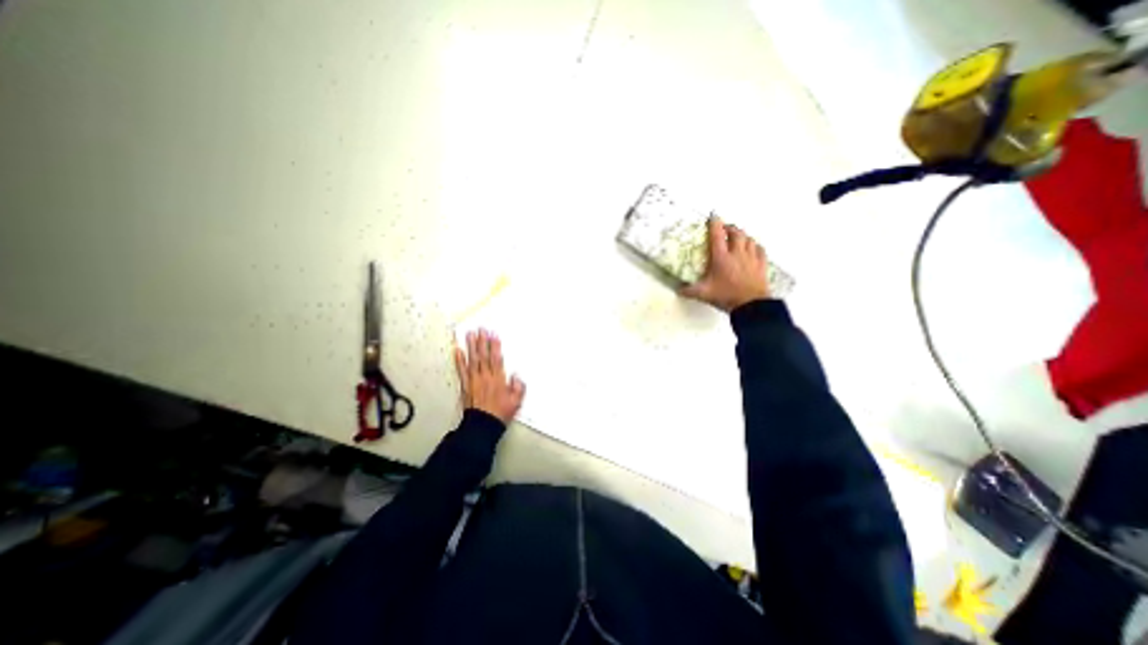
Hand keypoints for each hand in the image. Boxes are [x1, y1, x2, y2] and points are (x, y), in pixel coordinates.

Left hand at [457, 330, 528, 424]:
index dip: (494, 346)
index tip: (493, 334)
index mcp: (498, 379)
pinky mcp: (465, 385)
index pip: (496, 359)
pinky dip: (459, 360)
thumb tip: (516, 375)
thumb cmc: (501, 412)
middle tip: (480, 329)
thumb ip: (518, 387)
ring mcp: (474, 380)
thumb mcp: (516, 401)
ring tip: (469, 334)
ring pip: (472, 360)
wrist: (483, 425)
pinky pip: (461, 370)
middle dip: (482, 341)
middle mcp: (485, 376)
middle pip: (483, 356)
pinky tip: (457, 350)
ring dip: (471, 346)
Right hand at [676, 216, 765, 310]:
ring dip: (743, 235)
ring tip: (738, 237)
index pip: (717, 235)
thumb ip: (690, 291)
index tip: (713, 216)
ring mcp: (751, 258)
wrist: (751, 305)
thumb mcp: (704, 294)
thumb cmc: (726, 296)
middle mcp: (737, 253)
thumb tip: (678, 290)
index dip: (714, 223)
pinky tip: (752, 247)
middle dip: (730, 227)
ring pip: (749, 239)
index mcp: (721, 258)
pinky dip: (755, 245)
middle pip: (736, 233)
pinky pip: (760, 249)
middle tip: (725, 228)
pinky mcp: (761, 264)